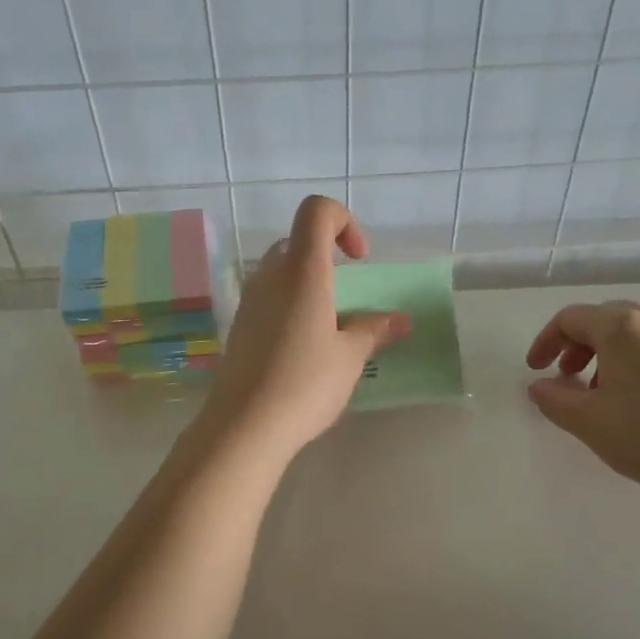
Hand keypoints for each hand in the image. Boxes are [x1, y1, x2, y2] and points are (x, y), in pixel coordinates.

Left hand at [203, 196, 408, 460]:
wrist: (244, 426)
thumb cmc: (305, 383)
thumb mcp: (350, 357)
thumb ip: (374, 330)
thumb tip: (400, 321)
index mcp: (303, 271)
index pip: (317, 211)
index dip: (344, 222)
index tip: (359, 260)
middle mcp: (270, 276)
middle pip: (298, 242)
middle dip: (327, 258)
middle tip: (346, 298)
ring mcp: (250, 301)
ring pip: (281, 273)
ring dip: (308, 286)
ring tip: (328, 329)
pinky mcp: (239, 327)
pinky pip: (268, 300)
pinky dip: (290, 307)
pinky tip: (302, 349)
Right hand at [525, 301, 639, 502]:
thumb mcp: (586, 420)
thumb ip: (552, 398)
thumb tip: (539, 386)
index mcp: (622, 328)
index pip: (571, 318)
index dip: (546, 341)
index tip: (535, 370)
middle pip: (602, 318)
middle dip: (575, 344)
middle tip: (564, 375)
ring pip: (630, 332)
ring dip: (602, 353)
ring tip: (595, 390)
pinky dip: (629, 360)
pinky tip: (630, 398)